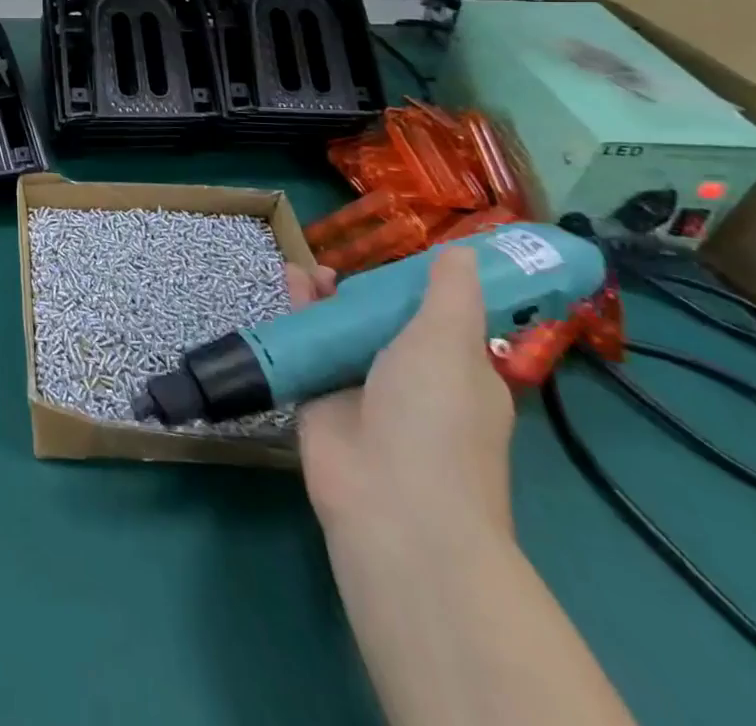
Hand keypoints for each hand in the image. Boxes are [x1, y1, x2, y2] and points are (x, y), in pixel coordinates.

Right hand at [288, 248, 515, 544]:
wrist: (390, 502)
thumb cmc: (434, 418)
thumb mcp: (449, 344)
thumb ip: (450, 294)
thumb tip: (467, 252)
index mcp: (457, 373)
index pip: (439, 320)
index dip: (418, 287)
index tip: (397, 255)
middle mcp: (411, 380)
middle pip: (382, 322)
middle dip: (363, 290)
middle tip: (341, 263)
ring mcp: (361, 390)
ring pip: (341, 331)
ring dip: (326, 298)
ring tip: (307, 268)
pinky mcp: (318, 397)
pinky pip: (306, 345)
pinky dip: (296, 313)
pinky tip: (288, 280)